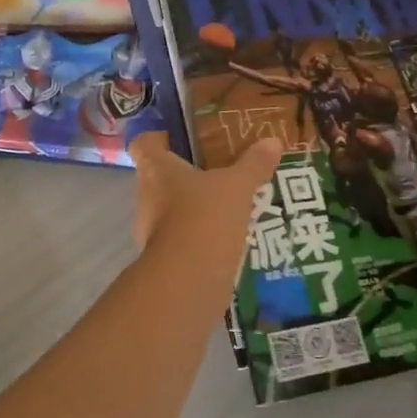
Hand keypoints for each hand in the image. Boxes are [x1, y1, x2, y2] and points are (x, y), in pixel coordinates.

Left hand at [129, 132, 282, 287]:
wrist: (190, 281)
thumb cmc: (205, 217)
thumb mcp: (237, 186)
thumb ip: (254, 164)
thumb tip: (272, 141)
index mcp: (156, 170)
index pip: (144, 144)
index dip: (158, 137)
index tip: (181, 137)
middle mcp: (147, 197)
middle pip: (159, 177)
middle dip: (186, 174)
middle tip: (218, 169)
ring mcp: (152, 231)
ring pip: (171, 209)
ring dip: (194, 207)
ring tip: (228, 203)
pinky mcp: (165, 259)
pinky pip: (183, 238)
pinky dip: (200, 235)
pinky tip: (227, 235)